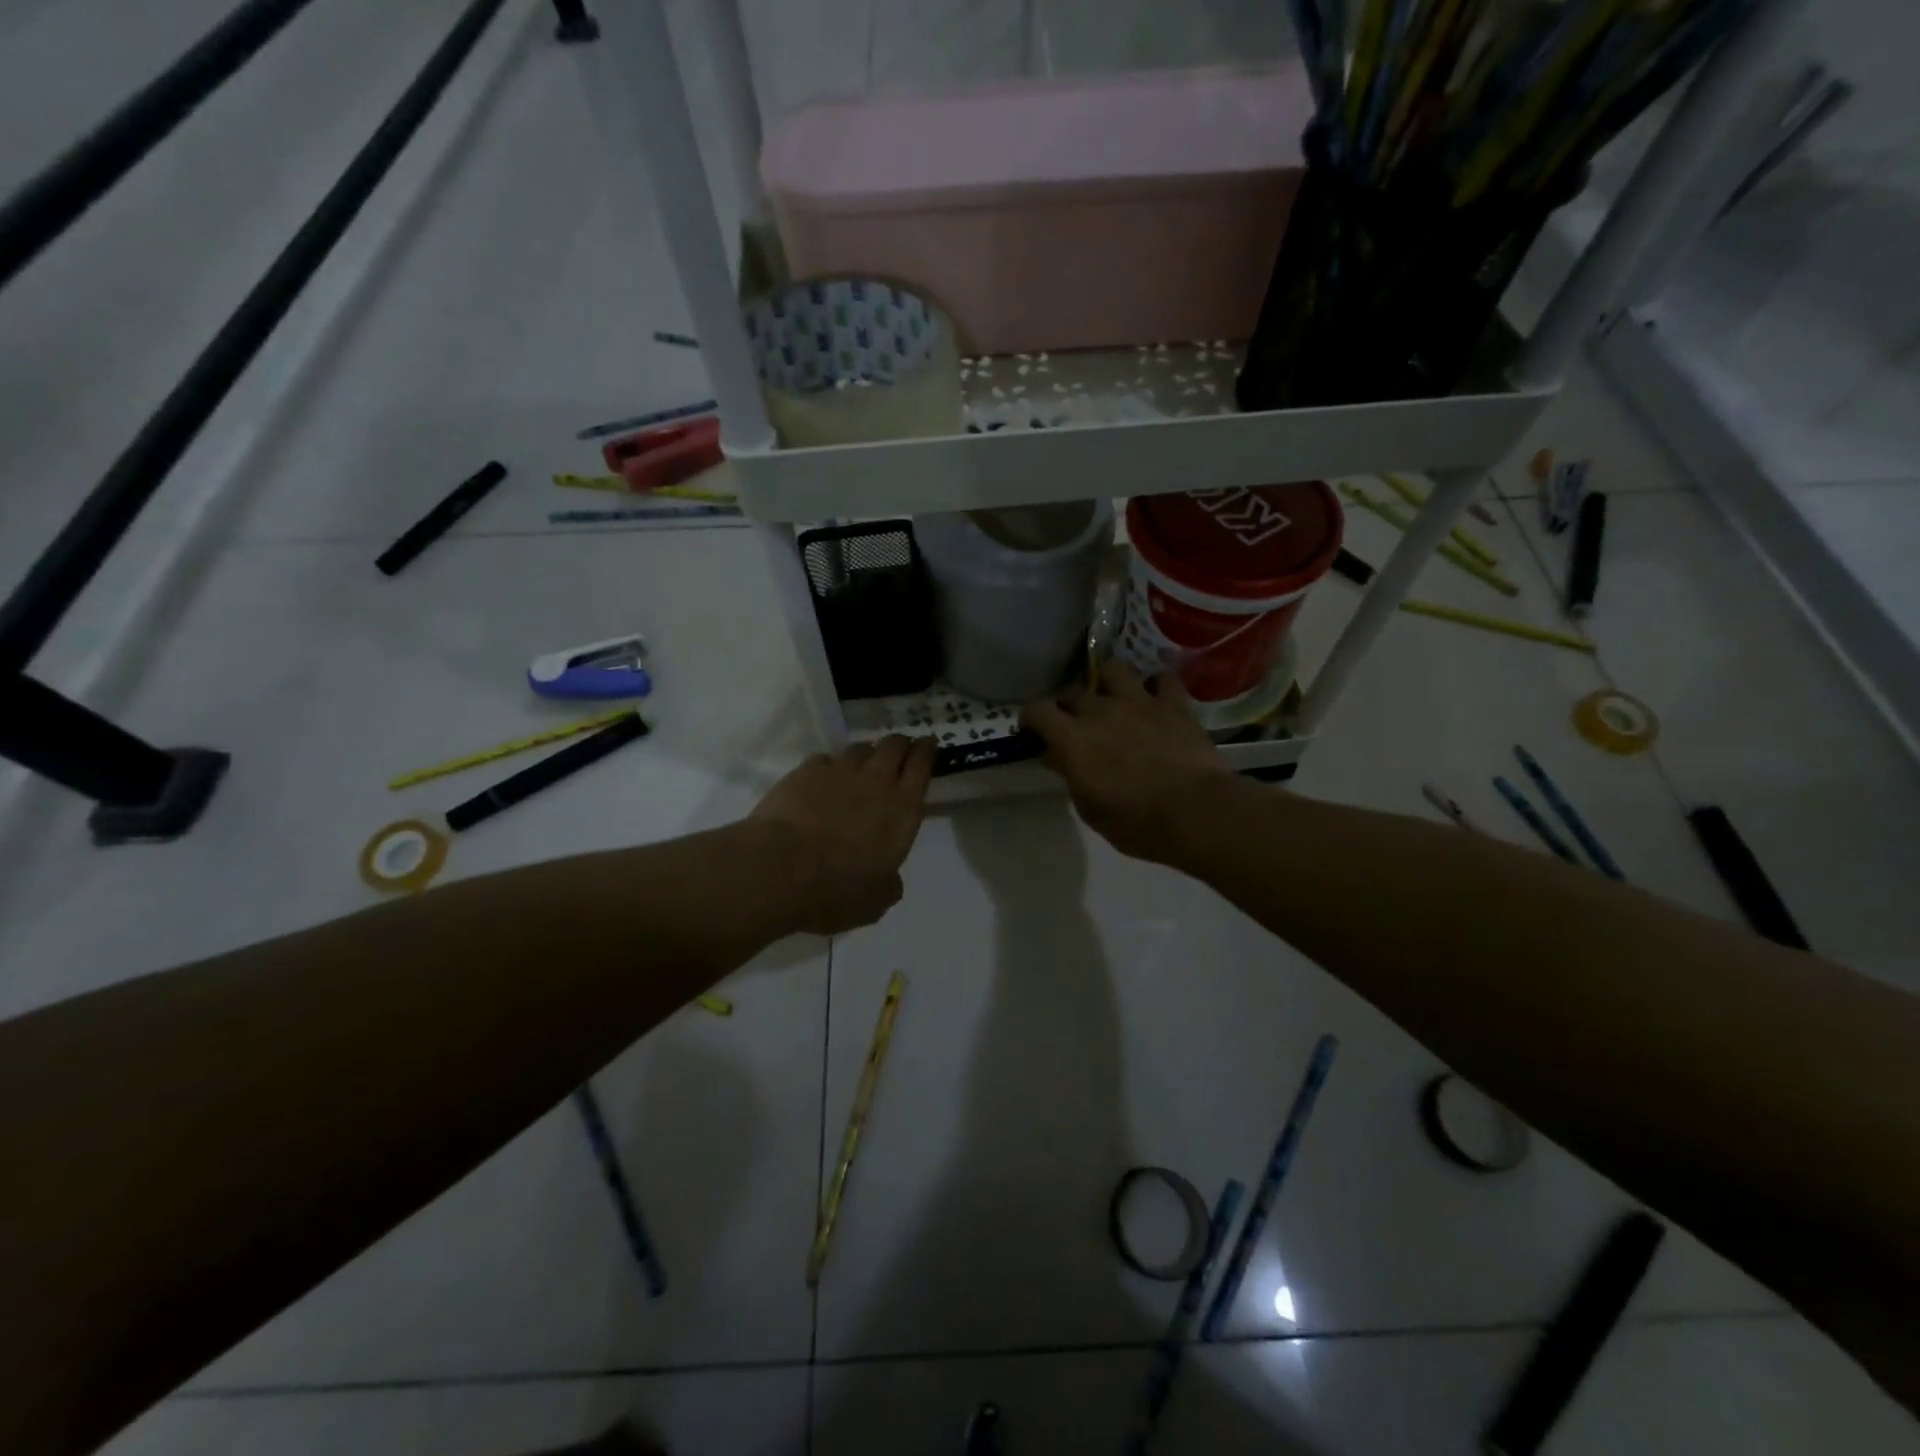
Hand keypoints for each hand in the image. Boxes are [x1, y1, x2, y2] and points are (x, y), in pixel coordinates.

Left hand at [748, 735, 936, 935]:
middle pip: (894, 746)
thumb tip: (889, 880)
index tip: (928, 745)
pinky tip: (823, 780)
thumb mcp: (874, 902)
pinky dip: (830, 766)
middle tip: (900, 751)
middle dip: (900, 745)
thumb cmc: (835, 890)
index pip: (922, 766)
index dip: (927, 752)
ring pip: (860, 748)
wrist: (778, 869)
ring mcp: (839, 772)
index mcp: (902, 810)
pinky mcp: (805, 771)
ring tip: (863, 765)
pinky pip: (825, 759)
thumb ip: (888, 885)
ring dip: (867, 754)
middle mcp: (876, 782)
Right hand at [1021, 662, 1227, 863]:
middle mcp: (1101, 711)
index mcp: (1073, 739)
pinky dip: (1155, 686)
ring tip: (1112, 698)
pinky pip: (1162, 679)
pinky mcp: (1173, 704)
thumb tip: (1058, 758)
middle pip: (1073, 691)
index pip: (1038, 710)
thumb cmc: (1137, 823)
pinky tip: (1155, 699)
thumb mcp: (1091, 810)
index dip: (1031, 717)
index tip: (1033, 730)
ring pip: (1113, 669)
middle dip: (1068, 705)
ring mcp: (1139, 702)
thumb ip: (1071, 777)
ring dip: (1107, 682)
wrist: (1195, 812)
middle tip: (1075, 724)